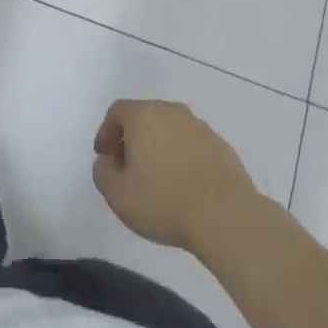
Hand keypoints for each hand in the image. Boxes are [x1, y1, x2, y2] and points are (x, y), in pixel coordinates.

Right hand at [92, 99, 261, 252]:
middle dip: (132, 139)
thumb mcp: (117, 194)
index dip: (106, 132)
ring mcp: (201, 127)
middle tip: (126, 167)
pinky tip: (182, 186)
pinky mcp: (222, 147)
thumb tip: (107, 162)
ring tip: (156, 180)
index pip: (117, 111)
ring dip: (158, 148)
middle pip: (145, 117)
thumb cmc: (163, 200)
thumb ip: (102, 172)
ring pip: (170, 130)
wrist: (225, 216)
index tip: (104, 156)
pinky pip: (192, 146)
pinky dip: (182, 158)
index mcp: (144, 115)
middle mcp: (173, 112)